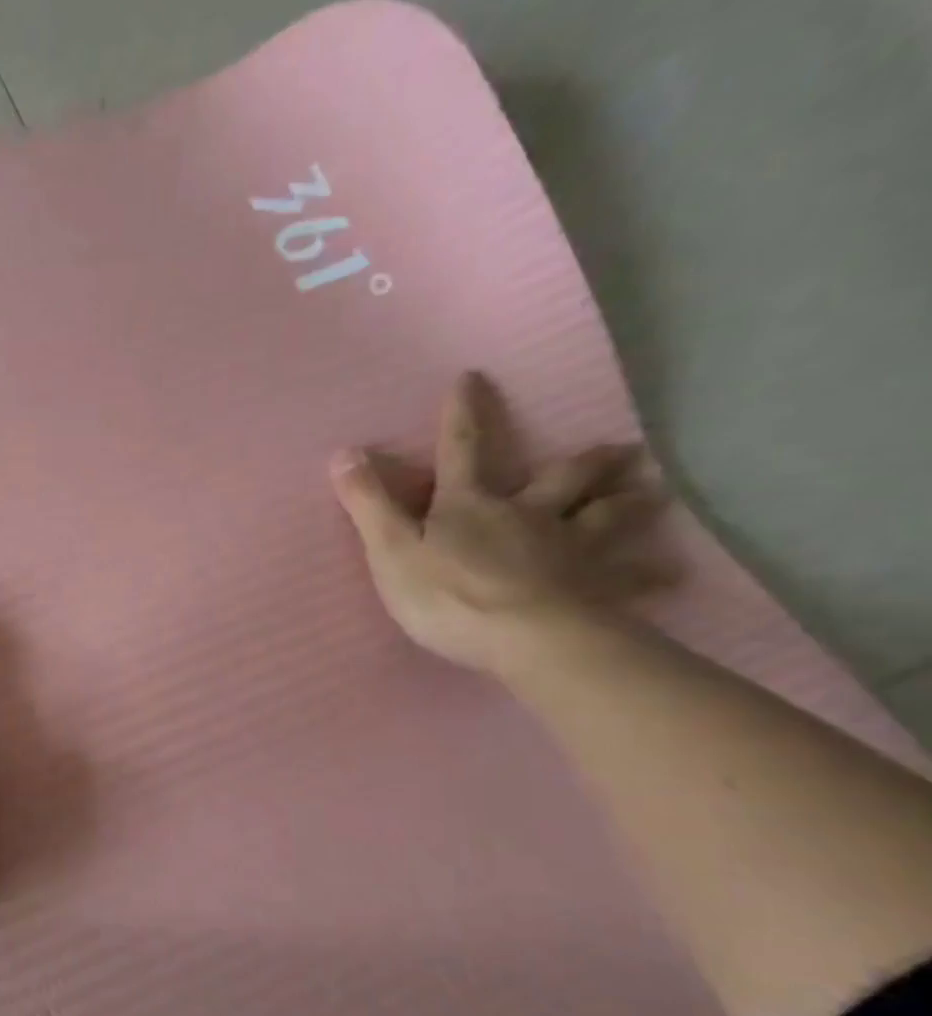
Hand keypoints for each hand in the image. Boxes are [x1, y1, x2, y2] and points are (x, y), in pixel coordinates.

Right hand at [329, 373, 674, 676]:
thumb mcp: (390, 549)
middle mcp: (527, 516)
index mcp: (470, 506)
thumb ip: (368, 503)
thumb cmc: (447, 595)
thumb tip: (343, 452)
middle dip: (584, 463)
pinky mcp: (595, 589)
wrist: (523, 638)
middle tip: (618, 449)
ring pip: (605, 519)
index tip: (473, 377)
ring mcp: (568, 550)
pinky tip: (672, 573)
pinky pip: (629, 579)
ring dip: (628, 504)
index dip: (463, 415)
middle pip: (559, 481)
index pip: (462, 450)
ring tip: (653, 495)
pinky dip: (650, 575)